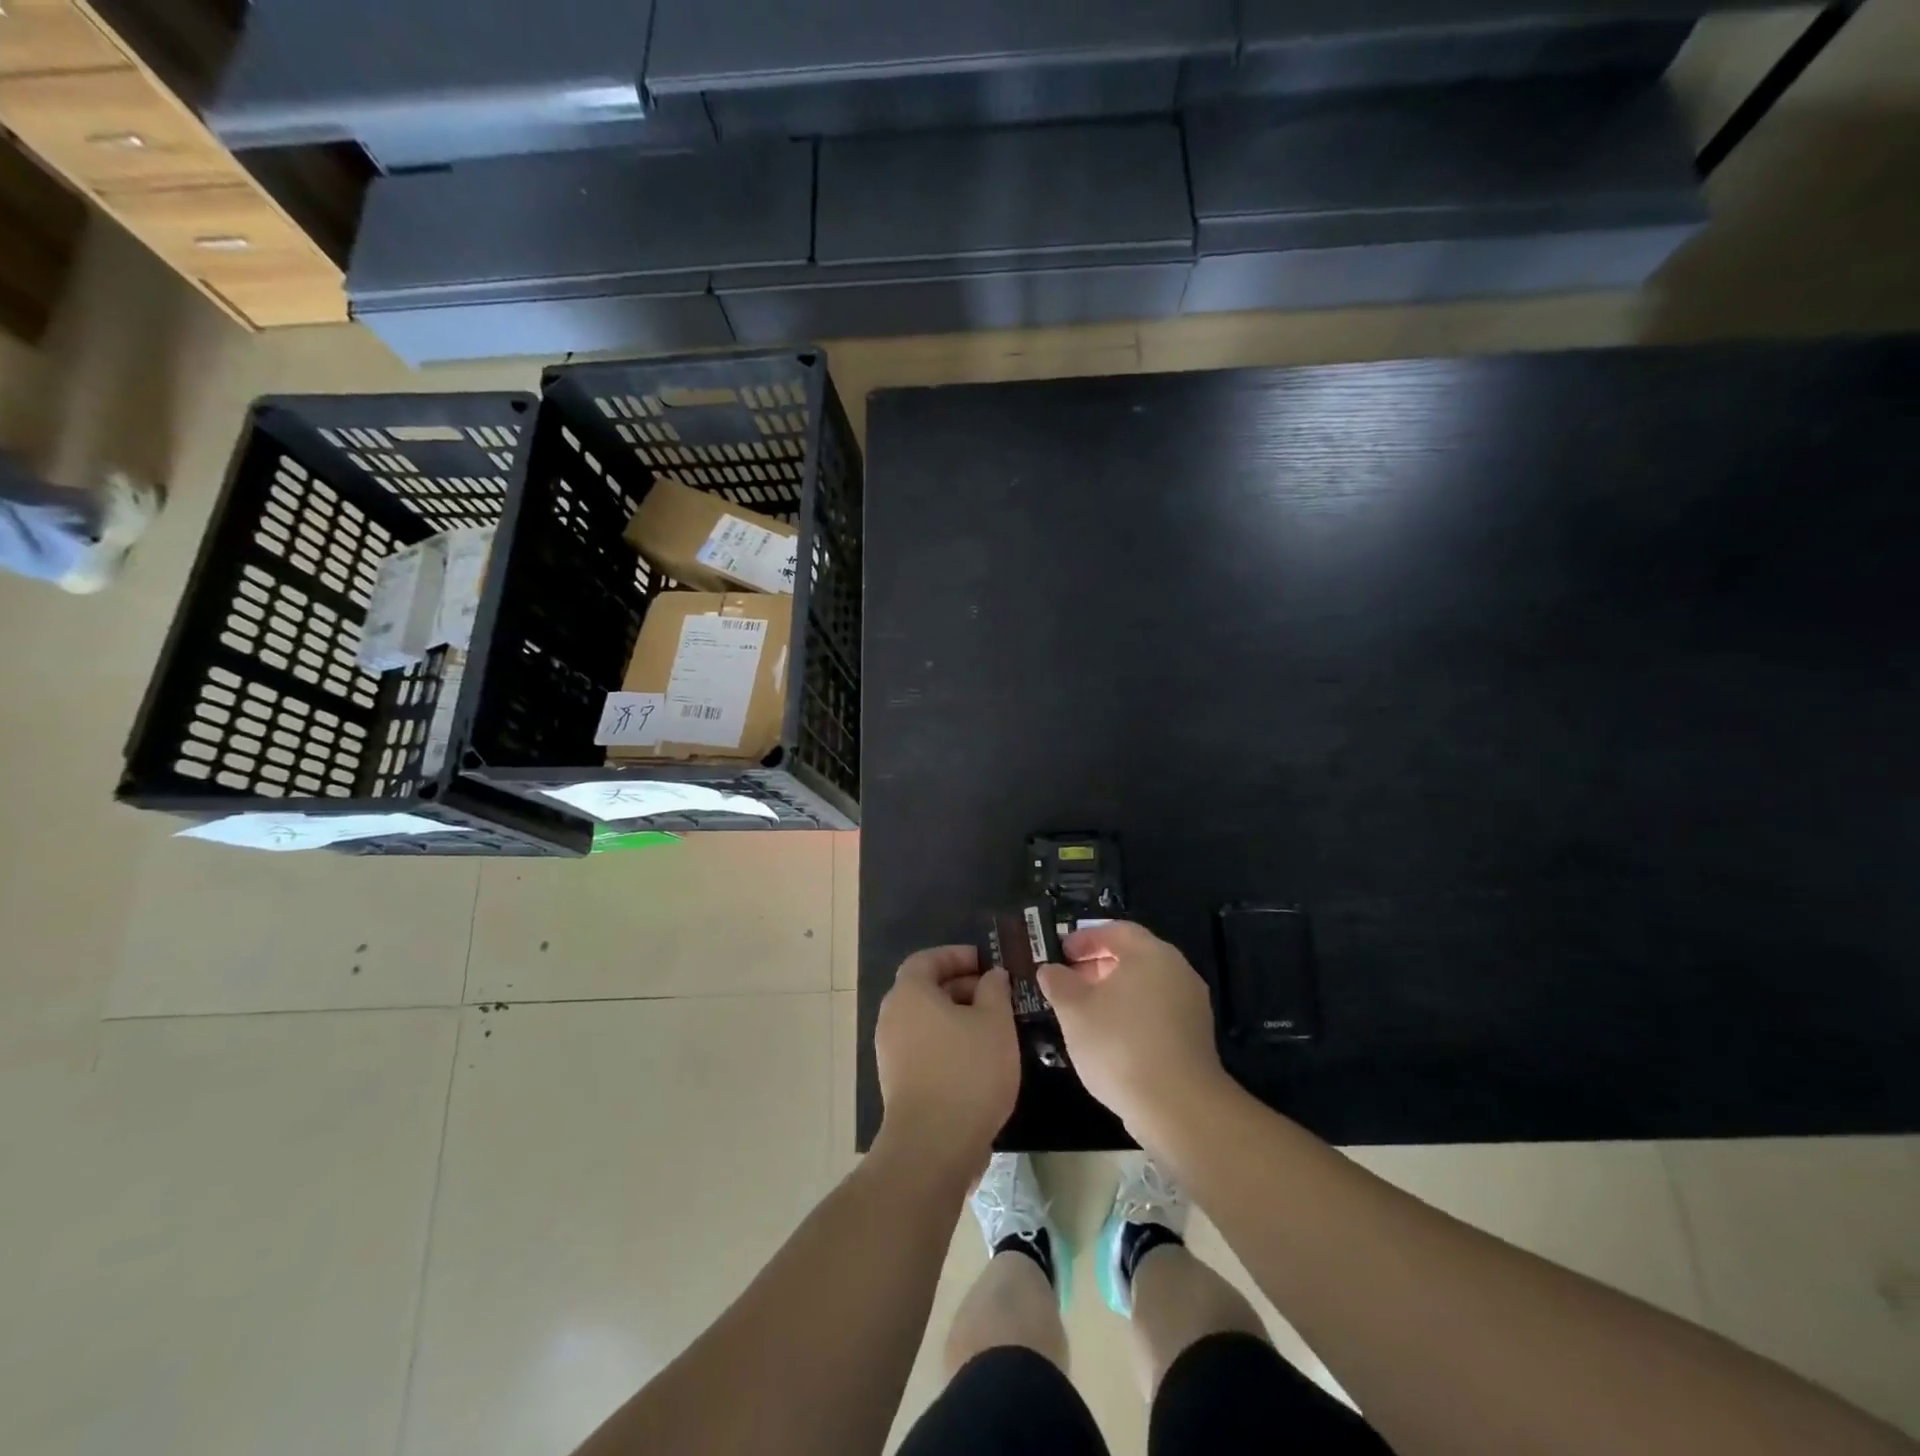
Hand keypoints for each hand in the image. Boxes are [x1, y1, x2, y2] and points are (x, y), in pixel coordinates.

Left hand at [874, 945, 1019, 1182]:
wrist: (934, 1145)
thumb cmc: (967, 1071)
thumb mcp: (995, 1022)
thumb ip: (994, 990)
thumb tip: (991, 976)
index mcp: (909, 993)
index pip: (927, 959)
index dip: (956, 956)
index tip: (985, 963)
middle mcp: (892, 1017)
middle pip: (925, 989)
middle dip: (961, 987)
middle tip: (996, 995)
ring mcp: (891, 1052)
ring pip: (926, 1021)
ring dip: (957, 1018)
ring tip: (993, 1028)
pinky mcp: (898, 1082)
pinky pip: (924, 1048)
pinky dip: (948, 1043)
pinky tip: (979, 1060)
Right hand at [1038, 922, 1225, 1136]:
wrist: (1177, 1106)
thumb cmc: (1119, 1045)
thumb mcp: (1074, 1011)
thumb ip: (1058, 983)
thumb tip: (1050, 970)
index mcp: (1150, 954)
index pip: (1116, 931)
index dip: (1085, 938)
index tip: (1060, 953)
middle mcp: (1177, 970)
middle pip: (1133, 956)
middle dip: (1097, 965)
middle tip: (1068, 981)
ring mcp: (1191, 1004)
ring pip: (1145, 985)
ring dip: (1114, 991)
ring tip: (1084, 1012)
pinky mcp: (1195, 1036)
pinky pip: (1157, 1011)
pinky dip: (1132, 1013)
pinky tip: (1110, 1037)